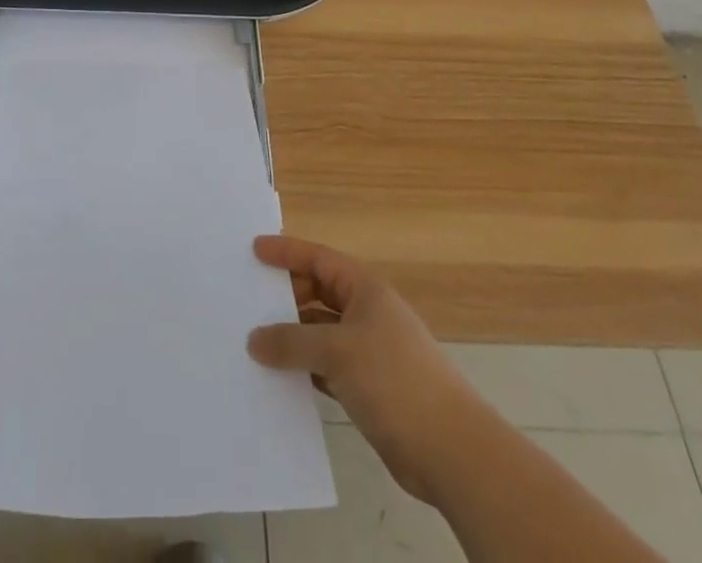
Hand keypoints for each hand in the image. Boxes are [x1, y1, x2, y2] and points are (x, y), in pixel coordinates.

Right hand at [247, 235, 468, 497]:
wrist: (452, 451)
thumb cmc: (394, 380)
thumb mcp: (336, 352)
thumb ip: (291, 342)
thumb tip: (254, 339)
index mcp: (364, 288)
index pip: (318, 258)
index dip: (286, 252)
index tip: (254, 250)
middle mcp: (367, 312)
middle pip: (318, 292)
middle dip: (286, 296)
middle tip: (249, 301)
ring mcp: (370, 350)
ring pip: (321, 332)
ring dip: (293, 336)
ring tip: (256, 341)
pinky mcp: (370, 386)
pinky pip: (328, 365)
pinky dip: (306, 368)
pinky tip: (282, 378)